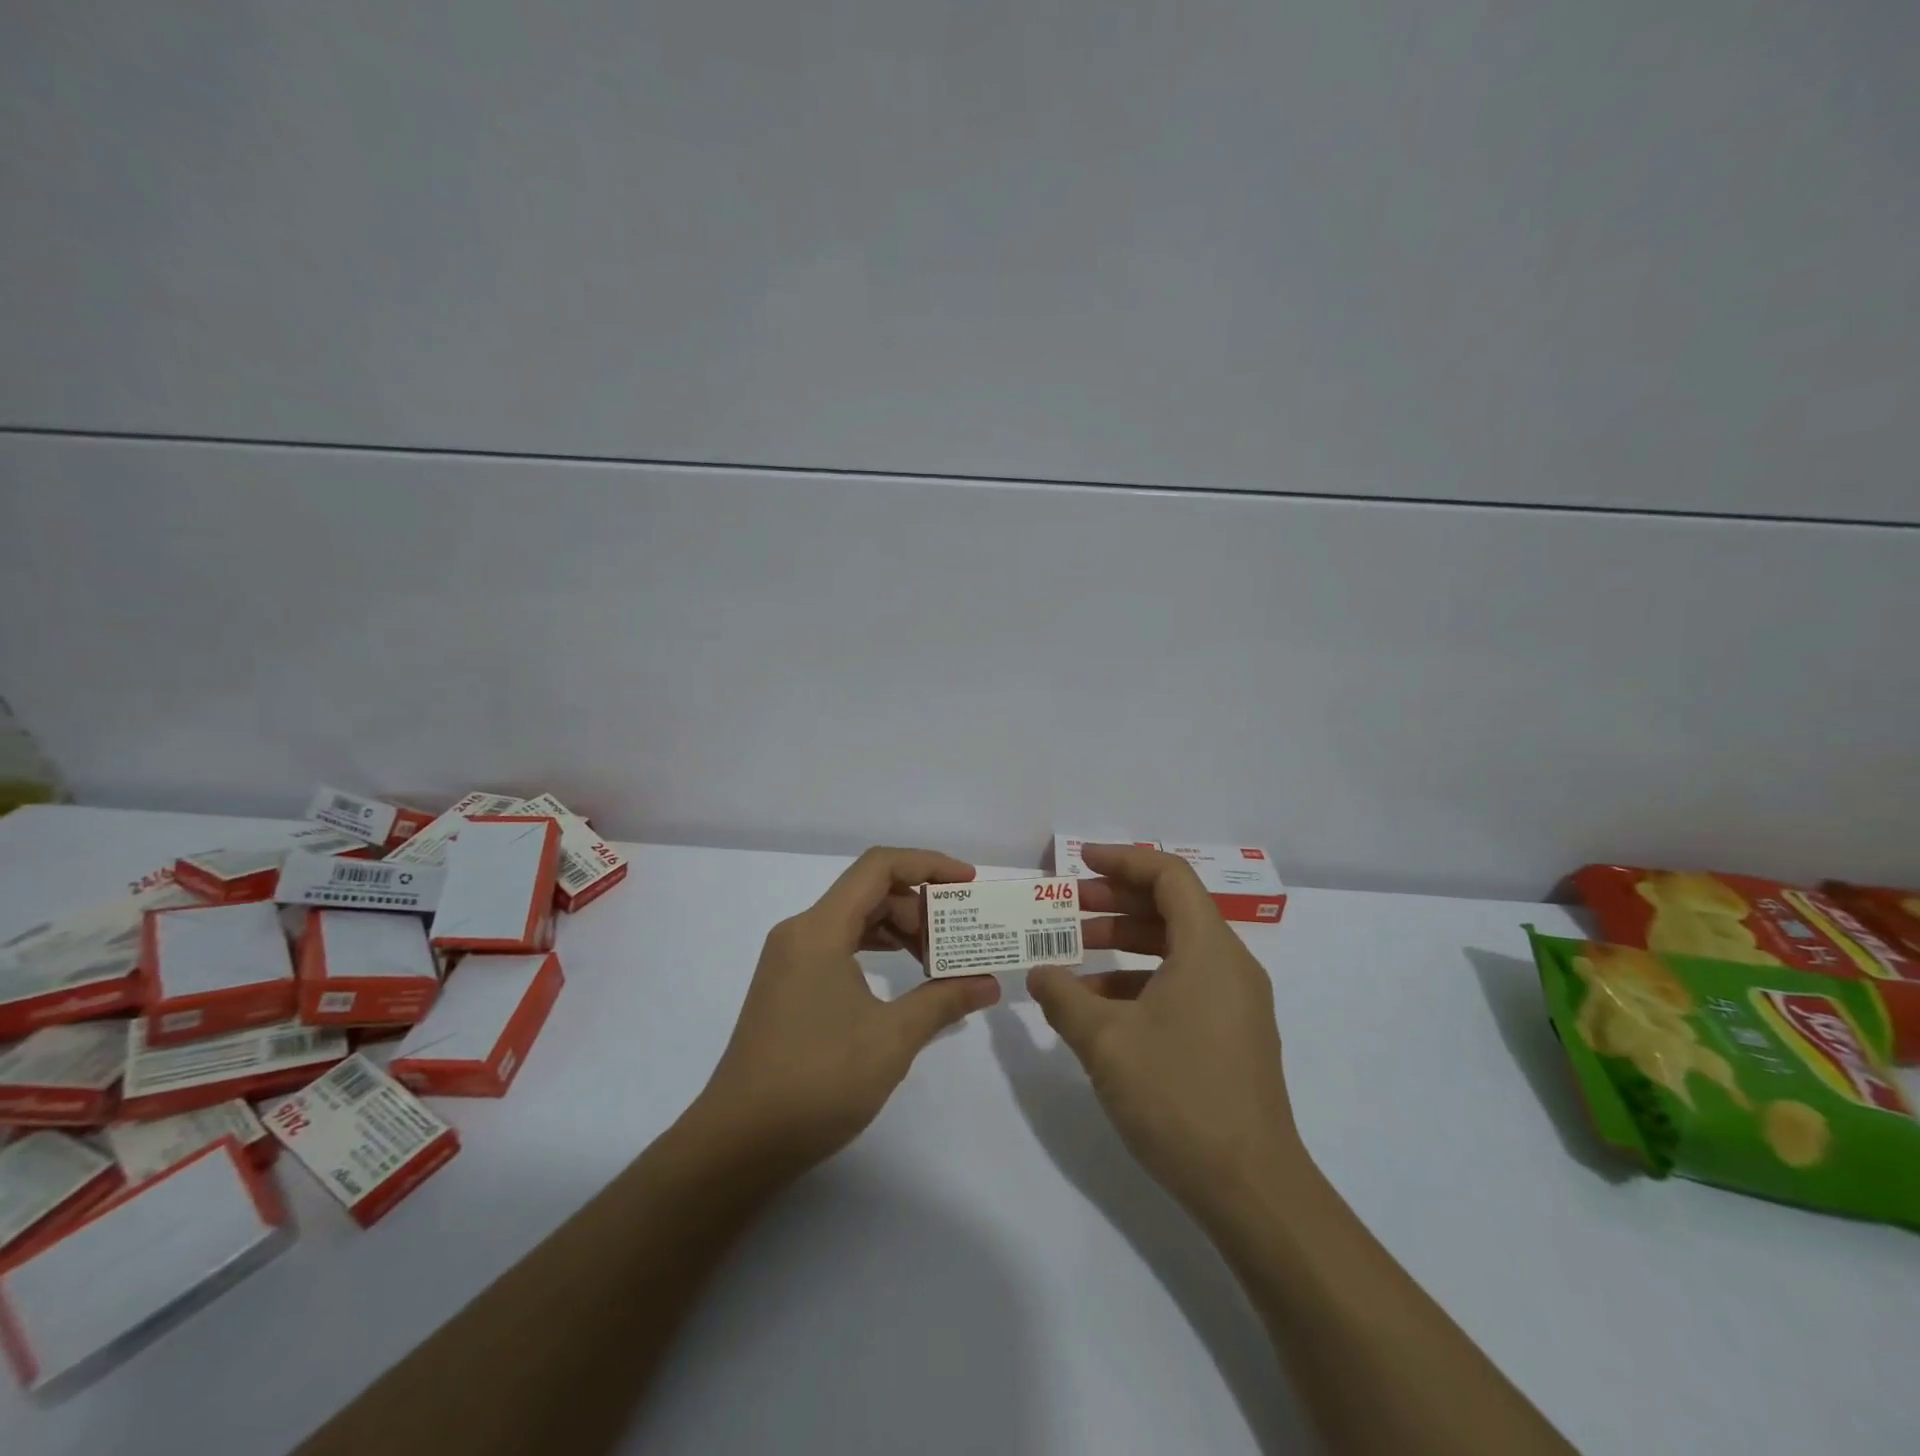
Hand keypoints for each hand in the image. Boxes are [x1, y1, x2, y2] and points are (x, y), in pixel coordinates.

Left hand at [695, 847, 1000, 1176]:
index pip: (879, 866)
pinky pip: (840, 946)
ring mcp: (790, 959)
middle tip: (959, 938)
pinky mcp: (789, 985)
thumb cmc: (817, 1081)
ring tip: (939, 959)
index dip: (929, 865)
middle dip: (920, 907)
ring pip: (854, 919)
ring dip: (900, 930)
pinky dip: (876, 951)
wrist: (738, 1143)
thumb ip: (943, 1000)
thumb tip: (988, 984)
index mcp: (820, 929)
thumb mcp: (892, 1039)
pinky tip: (904, 977)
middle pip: (869, 892)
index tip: (969, 884)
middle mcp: (801, 932)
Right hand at [1029, 845, 1304, 1223]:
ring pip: (1175, 948)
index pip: (1169, 876)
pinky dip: (1140, 980)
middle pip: (1171, 908)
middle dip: (1115, 902)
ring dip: (1124, 944)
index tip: (1079, 864)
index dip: (1123, 860)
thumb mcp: (1106, 1041)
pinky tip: (1099, 1008)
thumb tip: (1039, 973)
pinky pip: (1183, 983)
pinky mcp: (1232, 1035)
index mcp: (1209, 949)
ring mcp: (1236, 1003)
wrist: (1251, 1190)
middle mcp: (1230, 965)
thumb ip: (1063, 998)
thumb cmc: (1179, 1097)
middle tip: (1067, 910)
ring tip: (1073, 956)